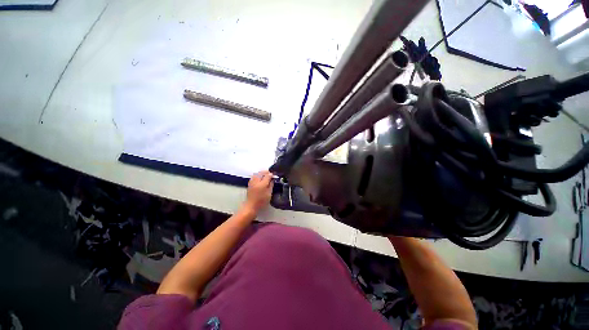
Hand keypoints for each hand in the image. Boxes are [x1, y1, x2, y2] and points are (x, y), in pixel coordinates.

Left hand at [242, 170, 273, 213]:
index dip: (271, 174)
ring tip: (265, 175)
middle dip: (266, 172)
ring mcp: (252, 182)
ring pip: (257, 173)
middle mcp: (256, 181)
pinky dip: (257, 175)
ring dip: (261, 173)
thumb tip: (272, 179)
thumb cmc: (262, 201)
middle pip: (261, 172)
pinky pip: (253, 176)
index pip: (268, 175)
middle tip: (270, 174)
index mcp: (262, 184)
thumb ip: (271, 185)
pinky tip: (259, 178)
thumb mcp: (269, 193)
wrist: (251, 206)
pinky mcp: (249, 183)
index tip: (274, 175)